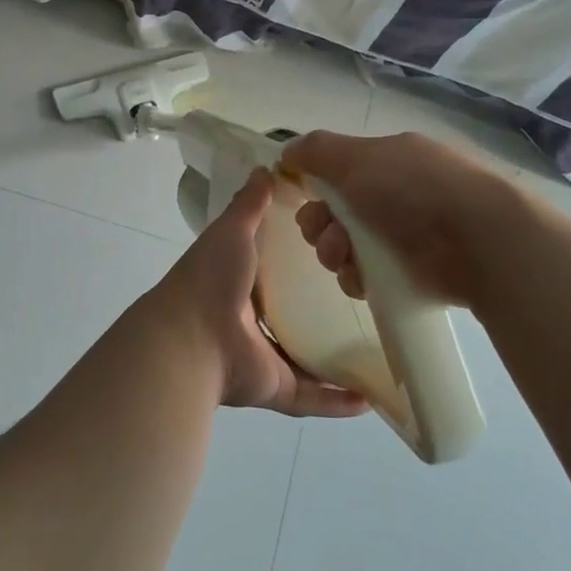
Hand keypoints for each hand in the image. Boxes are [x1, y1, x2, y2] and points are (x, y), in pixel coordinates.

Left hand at [143, 167, 368, 418]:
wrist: (191, 337)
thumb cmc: (211, 277)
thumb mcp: (232, 230)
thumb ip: (250, 204)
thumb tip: (266, 168)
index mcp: (241, 283)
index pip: (277, 270)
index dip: (303, 261)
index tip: (340, 248)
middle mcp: (252, 321)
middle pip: (294, 315)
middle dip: (324, 310)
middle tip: (367, 298)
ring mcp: (264, 357)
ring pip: (307, 359)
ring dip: (337, 358)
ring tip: (379, 347)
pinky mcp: (275, 388)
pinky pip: (312, 397)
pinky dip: (337, 401)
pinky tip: (370, 398)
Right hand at [284, 130, 523, 305]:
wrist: (478, 241)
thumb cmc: (413, 188)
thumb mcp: (358, 157)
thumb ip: (317, 151)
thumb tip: (287, 152)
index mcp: (387, 161)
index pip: (337, 173)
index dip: (315, 187)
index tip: (304, 198)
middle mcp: (394, 195)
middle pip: (335, 213)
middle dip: (319, 225)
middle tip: (327, 235)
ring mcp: (404, 236)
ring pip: (346, 247)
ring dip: (333, 252)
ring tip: (345, 258)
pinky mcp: (411, 274)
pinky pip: (366, 277)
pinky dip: (356, 278)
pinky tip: (362, 279)